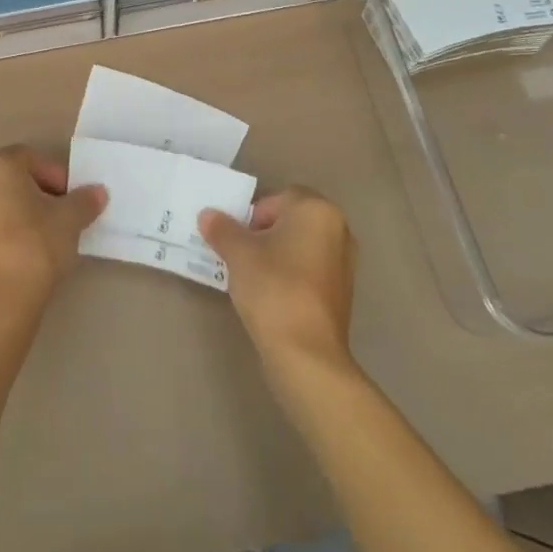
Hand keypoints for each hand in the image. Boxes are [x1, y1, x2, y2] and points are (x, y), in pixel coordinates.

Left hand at [0, 145, 107, 314]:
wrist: (1, 299)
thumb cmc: (36, 244)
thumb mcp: (70, 219)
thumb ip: (84, 200)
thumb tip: (98, 192)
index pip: (32, 158)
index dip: (57, 175)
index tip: (73, 198)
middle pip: (17, 178)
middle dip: (44, 192)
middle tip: (66, 213)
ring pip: (6, 201)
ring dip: (30, 211)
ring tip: (53, 234)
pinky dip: (15, 229)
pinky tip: (34, 250)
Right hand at [199, 188, 356, 372]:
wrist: (307, 353)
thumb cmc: (274, 288)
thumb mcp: (238, 253)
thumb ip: (222, 228)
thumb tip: (208, 215)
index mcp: (317, 210)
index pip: (277, 198)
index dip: (252, 215)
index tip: (238, 239)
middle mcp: (338, 229)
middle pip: (291, 220)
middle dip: (264, 233)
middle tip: (241, 254)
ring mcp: (345, 262)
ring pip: (300, 245)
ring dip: (277, 254)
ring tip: (253, 276)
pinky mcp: (343, 291)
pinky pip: (310, 269)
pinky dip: (291, 274)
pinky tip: (272, 295)